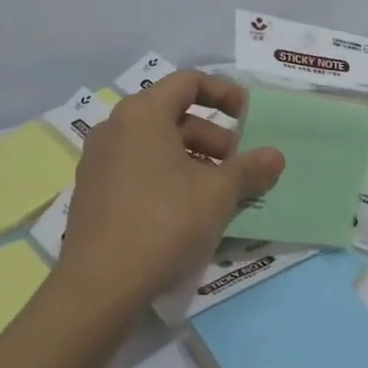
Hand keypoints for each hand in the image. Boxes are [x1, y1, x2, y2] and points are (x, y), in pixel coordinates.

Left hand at [58, 71, 283, 322]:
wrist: (100, 285)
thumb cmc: (165, 221)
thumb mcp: (220, 193)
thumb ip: (251, 169)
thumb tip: (275, 156)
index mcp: (143, 114)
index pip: (188, 82)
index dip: (224, 93)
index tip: (249, 117)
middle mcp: (115, 128)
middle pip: (173, 115)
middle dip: (212, 136)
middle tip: (237, 166)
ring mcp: (98, 162)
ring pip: (156, 146)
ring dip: (193, 160)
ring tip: (219, 194)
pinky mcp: (93, 195)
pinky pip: (138, 170)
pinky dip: (168, 178)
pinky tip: (188, 213)